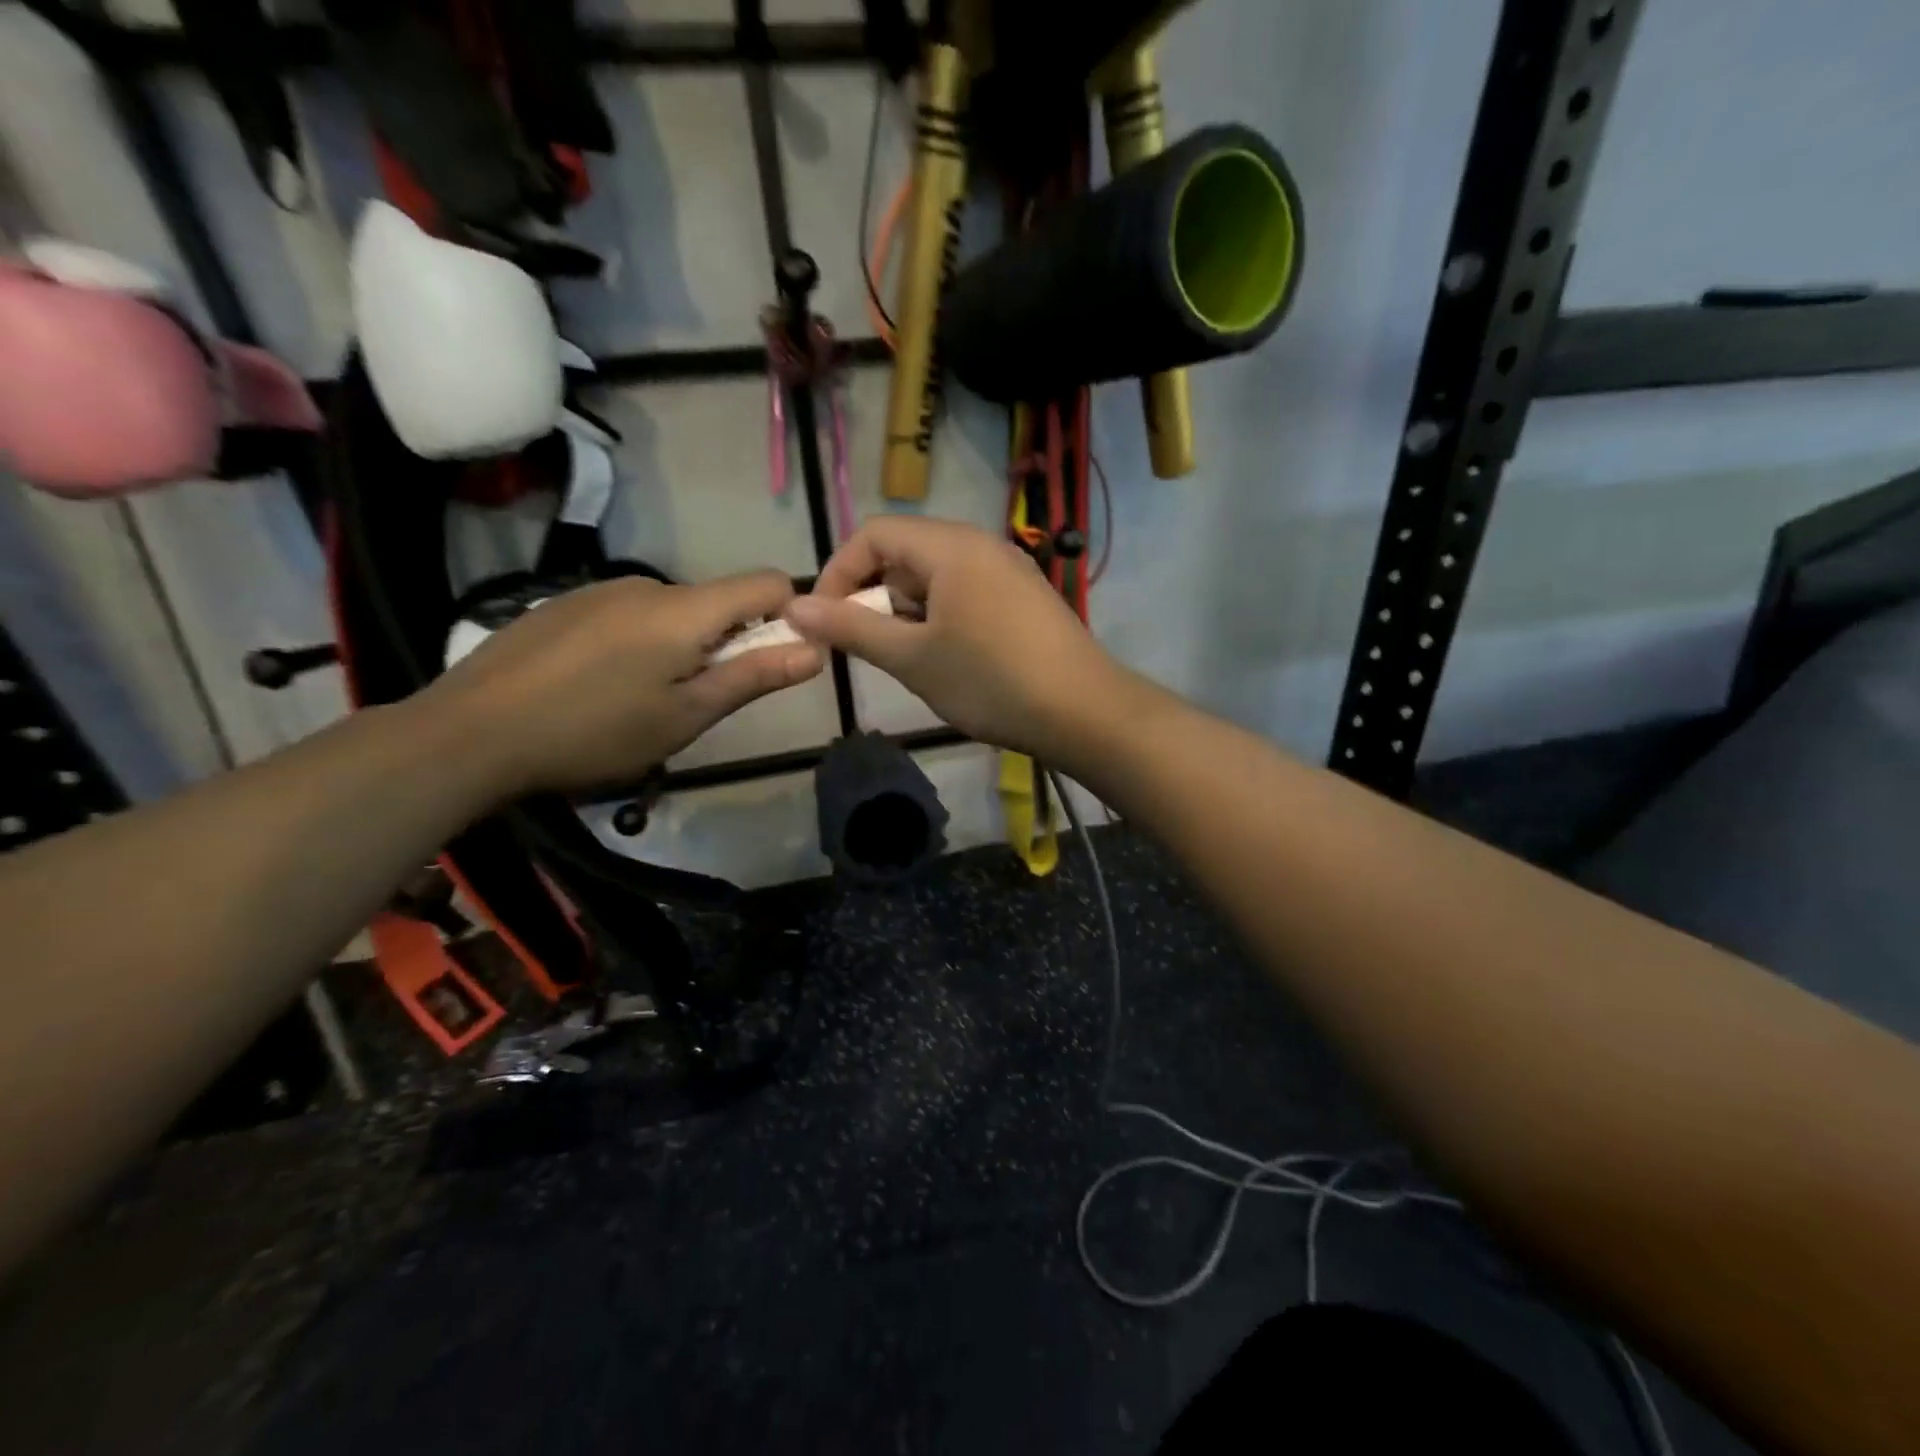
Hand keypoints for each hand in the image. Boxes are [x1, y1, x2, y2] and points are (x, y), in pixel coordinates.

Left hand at [425, 570, 822, 797]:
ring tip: (639, 702)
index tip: (769, 663)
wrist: (470, 733)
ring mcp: (600, 590)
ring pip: (672, 612)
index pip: (768, 582)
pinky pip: (628, 615)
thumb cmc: (595, 731)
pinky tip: (599, 687)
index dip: (787, 616)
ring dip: (680, 647)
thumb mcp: (686, 715)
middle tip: (693, 702)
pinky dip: (638, 644)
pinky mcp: (565, 604)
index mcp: (685, 609)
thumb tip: (817, 650)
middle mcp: (647, 584)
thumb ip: (754, 677)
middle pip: (718, 602)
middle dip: (727, 643)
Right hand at [783, 517, 1132, 764]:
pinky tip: (946, 659)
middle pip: (905, 553)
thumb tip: (794, 607)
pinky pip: (965, 593)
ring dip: (906, 611)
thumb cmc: (991, 681)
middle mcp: (981, 544)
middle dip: (873, 596)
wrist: (1083, 712)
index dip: (839, 572)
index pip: (874, 533)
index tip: (826, 621)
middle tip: (867, 647)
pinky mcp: (1024, 598)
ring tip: (906, 660)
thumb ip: (852, 628)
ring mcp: (1008, 570)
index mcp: (951, 546)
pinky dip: (939, 617)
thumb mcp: (912, 658)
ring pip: (935, 576)